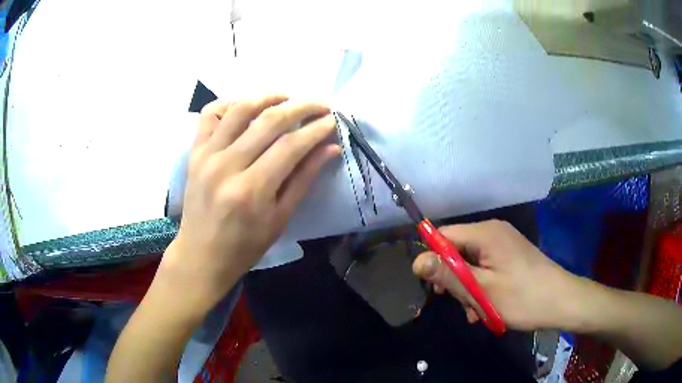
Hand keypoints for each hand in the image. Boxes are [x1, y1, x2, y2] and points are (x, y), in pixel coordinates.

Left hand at [158, 95, 339, 315]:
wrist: (201, 255)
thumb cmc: (245, 246)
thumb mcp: (280, 219)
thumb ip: (304, 179)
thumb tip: (330, 148)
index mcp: (251, 190)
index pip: (290, 146)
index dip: (316, 129)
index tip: (332, 120)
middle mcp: (227, 166)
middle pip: (269, 121)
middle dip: (301, 107)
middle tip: (320, 105)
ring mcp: (206, 156)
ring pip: (240, 109)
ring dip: (268, 97)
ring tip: (287, 97)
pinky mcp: (194, 152)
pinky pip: (209, 115)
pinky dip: (229, 103)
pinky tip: (246, 107)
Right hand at [412, 220, 580, 330]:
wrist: (562, 302)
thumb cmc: (522, 297)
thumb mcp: (482, 290)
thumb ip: (448, 274)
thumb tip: (416, 261)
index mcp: (486, 233)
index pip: (444, 235)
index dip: (434, 259)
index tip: (437, 288)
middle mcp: (494, 232)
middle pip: (457, 250)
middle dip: (455, 280)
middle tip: (462, 304)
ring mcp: (504, 244)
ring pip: (471, 264)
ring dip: (469, 289)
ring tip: (477, 312)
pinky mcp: (511, 256)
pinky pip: (486, 268)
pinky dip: (482, 287)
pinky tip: (487, 308)